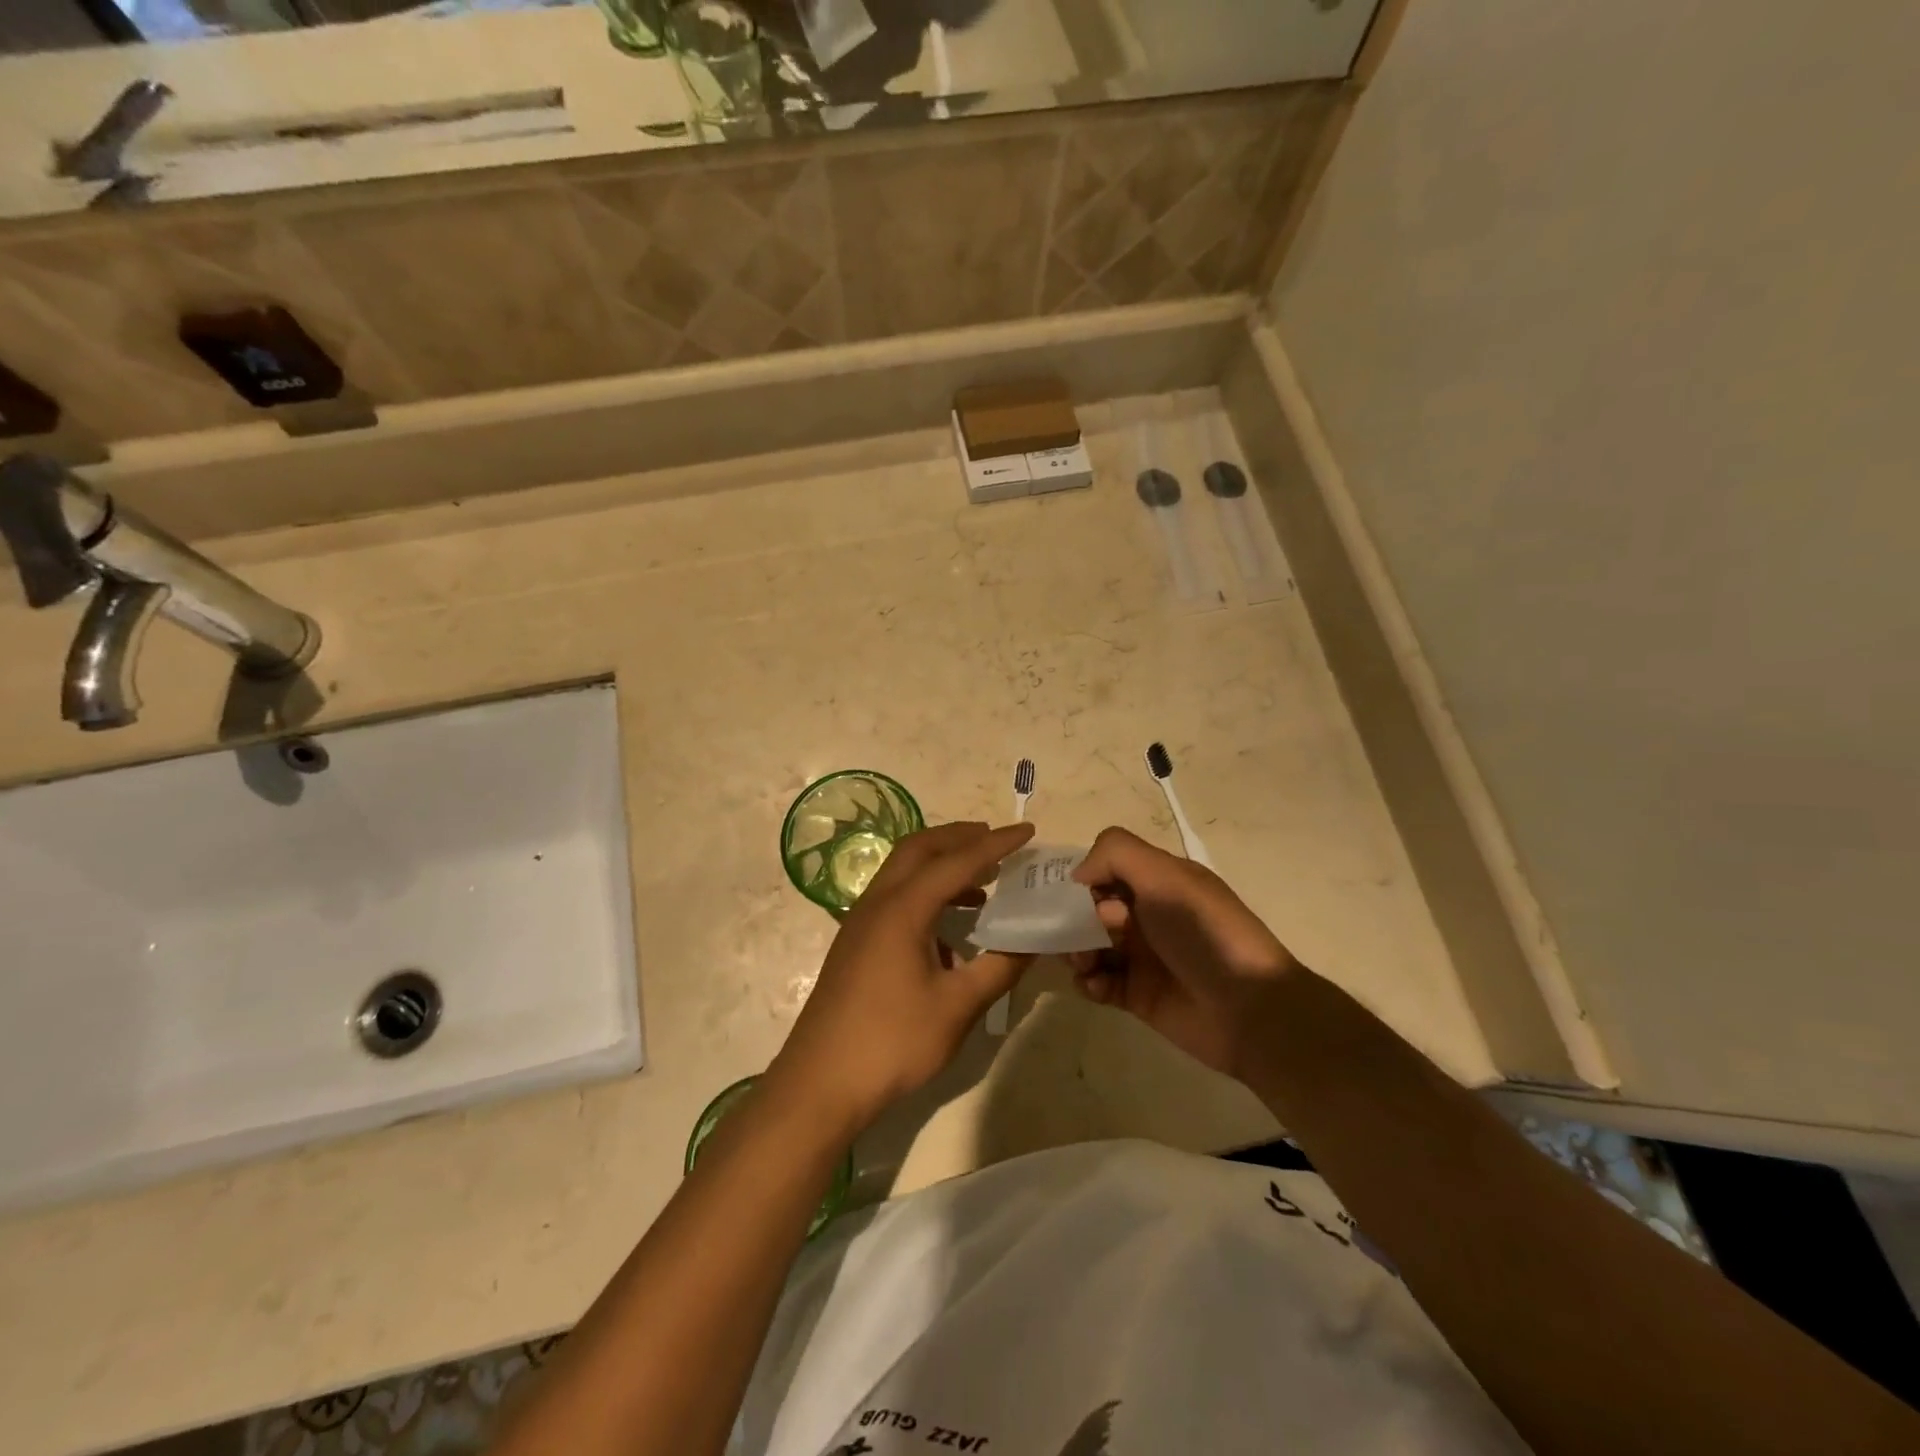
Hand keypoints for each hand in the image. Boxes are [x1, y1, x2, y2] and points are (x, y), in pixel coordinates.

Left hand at [768, 821, 1035, 1133]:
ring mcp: (861, 922)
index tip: (1027, 831)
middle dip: (959, 837)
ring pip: (902, 871)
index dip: (995, 844)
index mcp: (903, 908)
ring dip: (940, 863)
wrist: (820, 1083)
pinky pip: (894, 896)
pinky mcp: (855, 943)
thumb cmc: (892, 1041)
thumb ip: (999, 967)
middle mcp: (878, 903)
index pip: (956, 861)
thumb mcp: (957, 1007)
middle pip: (919, 849)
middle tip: (996, 840)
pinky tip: (949, 923)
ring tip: (981, 878)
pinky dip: (925, 890)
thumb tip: (1034, 941)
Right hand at [1069, 827, 1297, 1082]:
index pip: (1105, 870)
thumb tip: (1078, 875)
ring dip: (1075, 951)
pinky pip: (1097, 983)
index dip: (1087, 882)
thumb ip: (1116, 854)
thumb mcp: (1165, 876)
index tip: (1084, 899)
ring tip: (1085, 965)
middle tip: (1080, 936)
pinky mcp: (1136, 995)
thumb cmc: (1204, 933)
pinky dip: (1089, 982)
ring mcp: (1141, 956)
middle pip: (1090, 909)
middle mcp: (1147, 914)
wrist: (1249, 1010)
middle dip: (1074, 920)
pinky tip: (1098, 986)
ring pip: (1088, 946)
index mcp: (1158, 882)